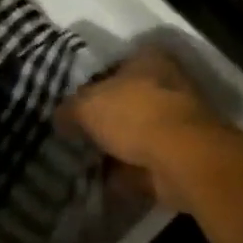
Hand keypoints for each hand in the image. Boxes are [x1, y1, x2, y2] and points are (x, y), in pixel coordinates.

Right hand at [62, 45, 229, 207]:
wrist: (183, 159)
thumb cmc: (135, 114)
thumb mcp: (88, 105)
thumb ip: (70, 109)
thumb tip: (58, 117)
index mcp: (149, 58)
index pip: (115, 65)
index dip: (93, 84)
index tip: (74, 105)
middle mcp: (168, 83)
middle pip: (128, 100)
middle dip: (106, 119)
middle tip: (78, 135)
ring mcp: (179, 121)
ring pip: (138, 133)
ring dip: (118, 148)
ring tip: (86, 164)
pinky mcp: (184, 155)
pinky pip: (147, 163)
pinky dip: (129, 173)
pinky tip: (104, 185)